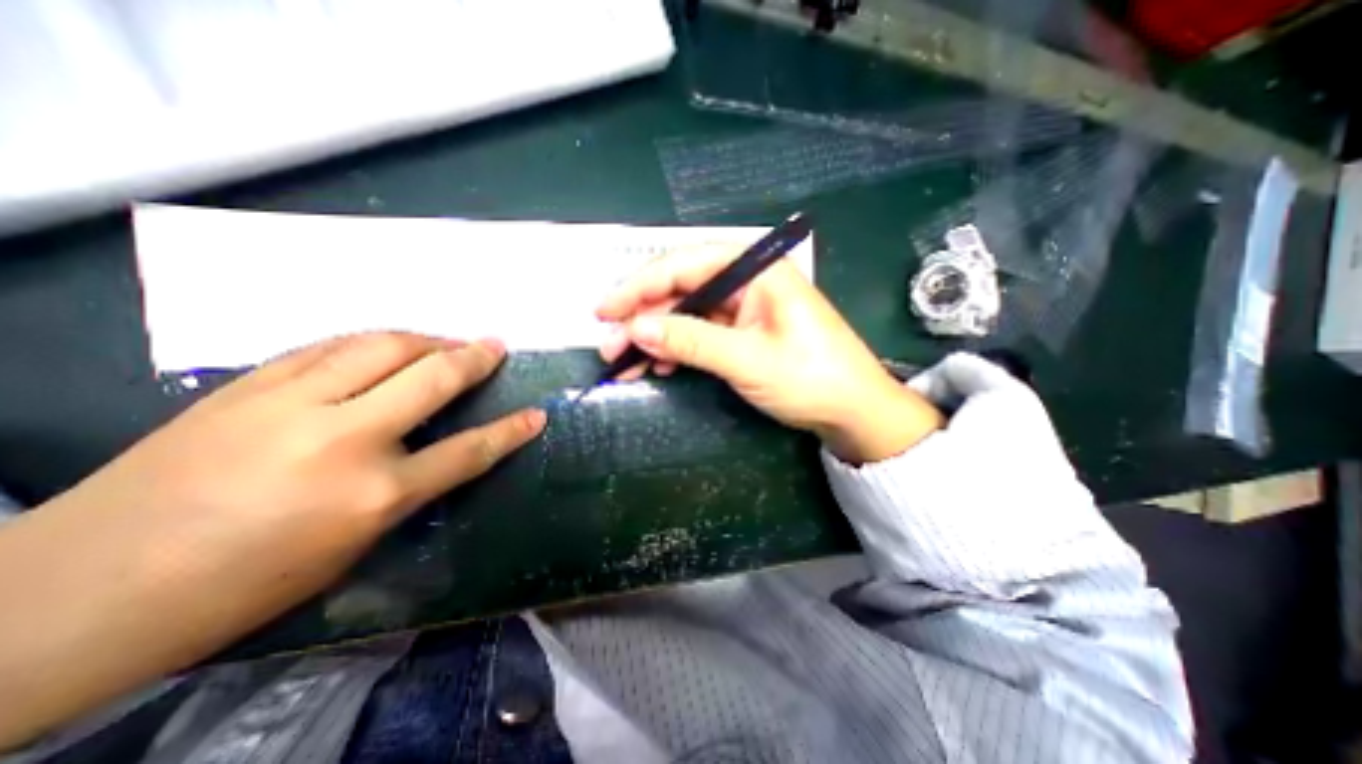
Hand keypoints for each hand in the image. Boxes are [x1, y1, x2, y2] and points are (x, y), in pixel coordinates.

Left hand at [0, 331, 544, 746]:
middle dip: (473, 358)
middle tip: (495, 345)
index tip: (537, 414)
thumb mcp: (351, 546)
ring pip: (381, 347)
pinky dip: (369, 341)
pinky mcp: (246, 386)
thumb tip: (436, 450)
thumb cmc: (242, 585)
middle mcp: (344, 438)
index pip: (468, 451)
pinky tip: (383, 344)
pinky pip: (329, 347)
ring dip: (425, 339)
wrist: (75, 594)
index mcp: (374, 494)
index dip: (510, 431)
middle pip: (431, 379)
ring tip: (447, 340)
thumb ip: (404, 489)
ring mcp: (291, 404)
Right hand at [599, 248, 942, 457]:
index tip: (604, 310)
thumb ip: (691, 341)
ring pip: (686, 314)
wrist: (853, 411)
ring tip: (626, 363)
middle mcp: (746, 281)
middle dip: (643, 317)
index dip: (639, 286)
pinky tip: (661, 366)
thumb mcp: (747, 360)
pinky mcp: (743, 332)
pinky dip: (677, 349)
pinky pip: (700, 333)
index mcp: (755, 270)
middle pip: (681, 290)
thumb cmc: (810, 379)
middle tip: (610, 346)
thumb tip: (636, 328)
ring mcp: (744, 308)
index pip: (684, 265)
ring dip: (655, 337)